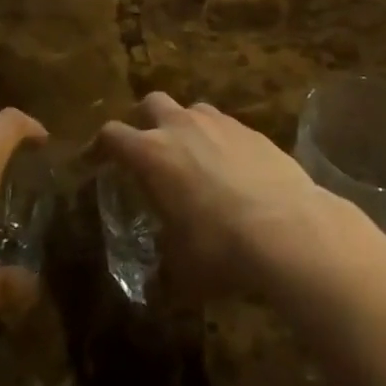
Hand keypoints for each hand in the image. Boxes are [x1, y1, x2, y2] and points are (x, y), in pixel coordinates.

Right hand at [97, 93, 357, 297]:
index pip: (112, 135)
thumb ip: (164, 264)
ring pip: (193, 109)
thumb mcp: (181, 269)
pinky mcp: (252, 130)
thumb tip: (158, 283)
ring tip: (195, 158)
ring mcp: (220, 122)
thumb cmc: (220, 248)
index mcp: (151, 154)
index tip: (98, 160)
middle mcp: (181, 126)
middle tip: (150, 148)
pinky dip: (221, 141)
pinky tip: (234, 170)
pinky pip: (226, 126)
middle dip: (146, 120)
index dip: (100, 146)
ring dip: (187, 127)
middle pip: (152, 102)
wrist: (287, 229)